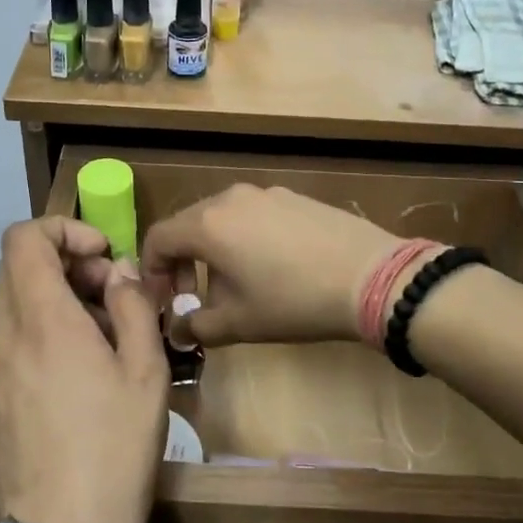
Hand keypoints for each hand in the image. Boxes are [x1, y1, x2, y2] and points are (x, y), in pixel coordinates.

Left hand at [0, 218, 168, 522]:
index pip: (23, 237)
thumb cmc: (116, 446)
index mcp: (41, 319)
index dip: (63, 229)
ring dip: (56, 300)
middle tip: (111, 294)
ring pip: (14, 305)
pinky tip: (78, 375)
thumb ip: (133, 305)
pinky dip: (42, 333)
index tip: (103, 255)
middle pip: (18, 268)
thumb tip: (119, 272)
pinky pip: (11, 342)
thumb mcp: (146, 370)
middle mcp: (3, 335)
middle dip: (66, 263)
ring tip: (103, 337)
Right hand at [140, 185, 400, 348]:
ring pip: (221, 219)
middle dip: (181, 262)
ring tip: (234, 285)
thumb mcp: (239, 323)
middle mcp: (230, 198)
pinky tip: (270, 267)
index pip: (157, 238)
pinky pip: (252, 215)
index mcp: (207, 224)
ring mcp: (265, 193)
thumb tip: (180, 328)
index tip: (164, 301)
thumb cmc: (293, 301)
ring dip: (213, 251)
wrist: (371, 277)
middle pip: (187, 225)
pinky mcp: (294, 197)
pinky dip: (243, 238)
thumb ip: (197, 326)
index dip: (151, 272)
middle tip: (191, 295)